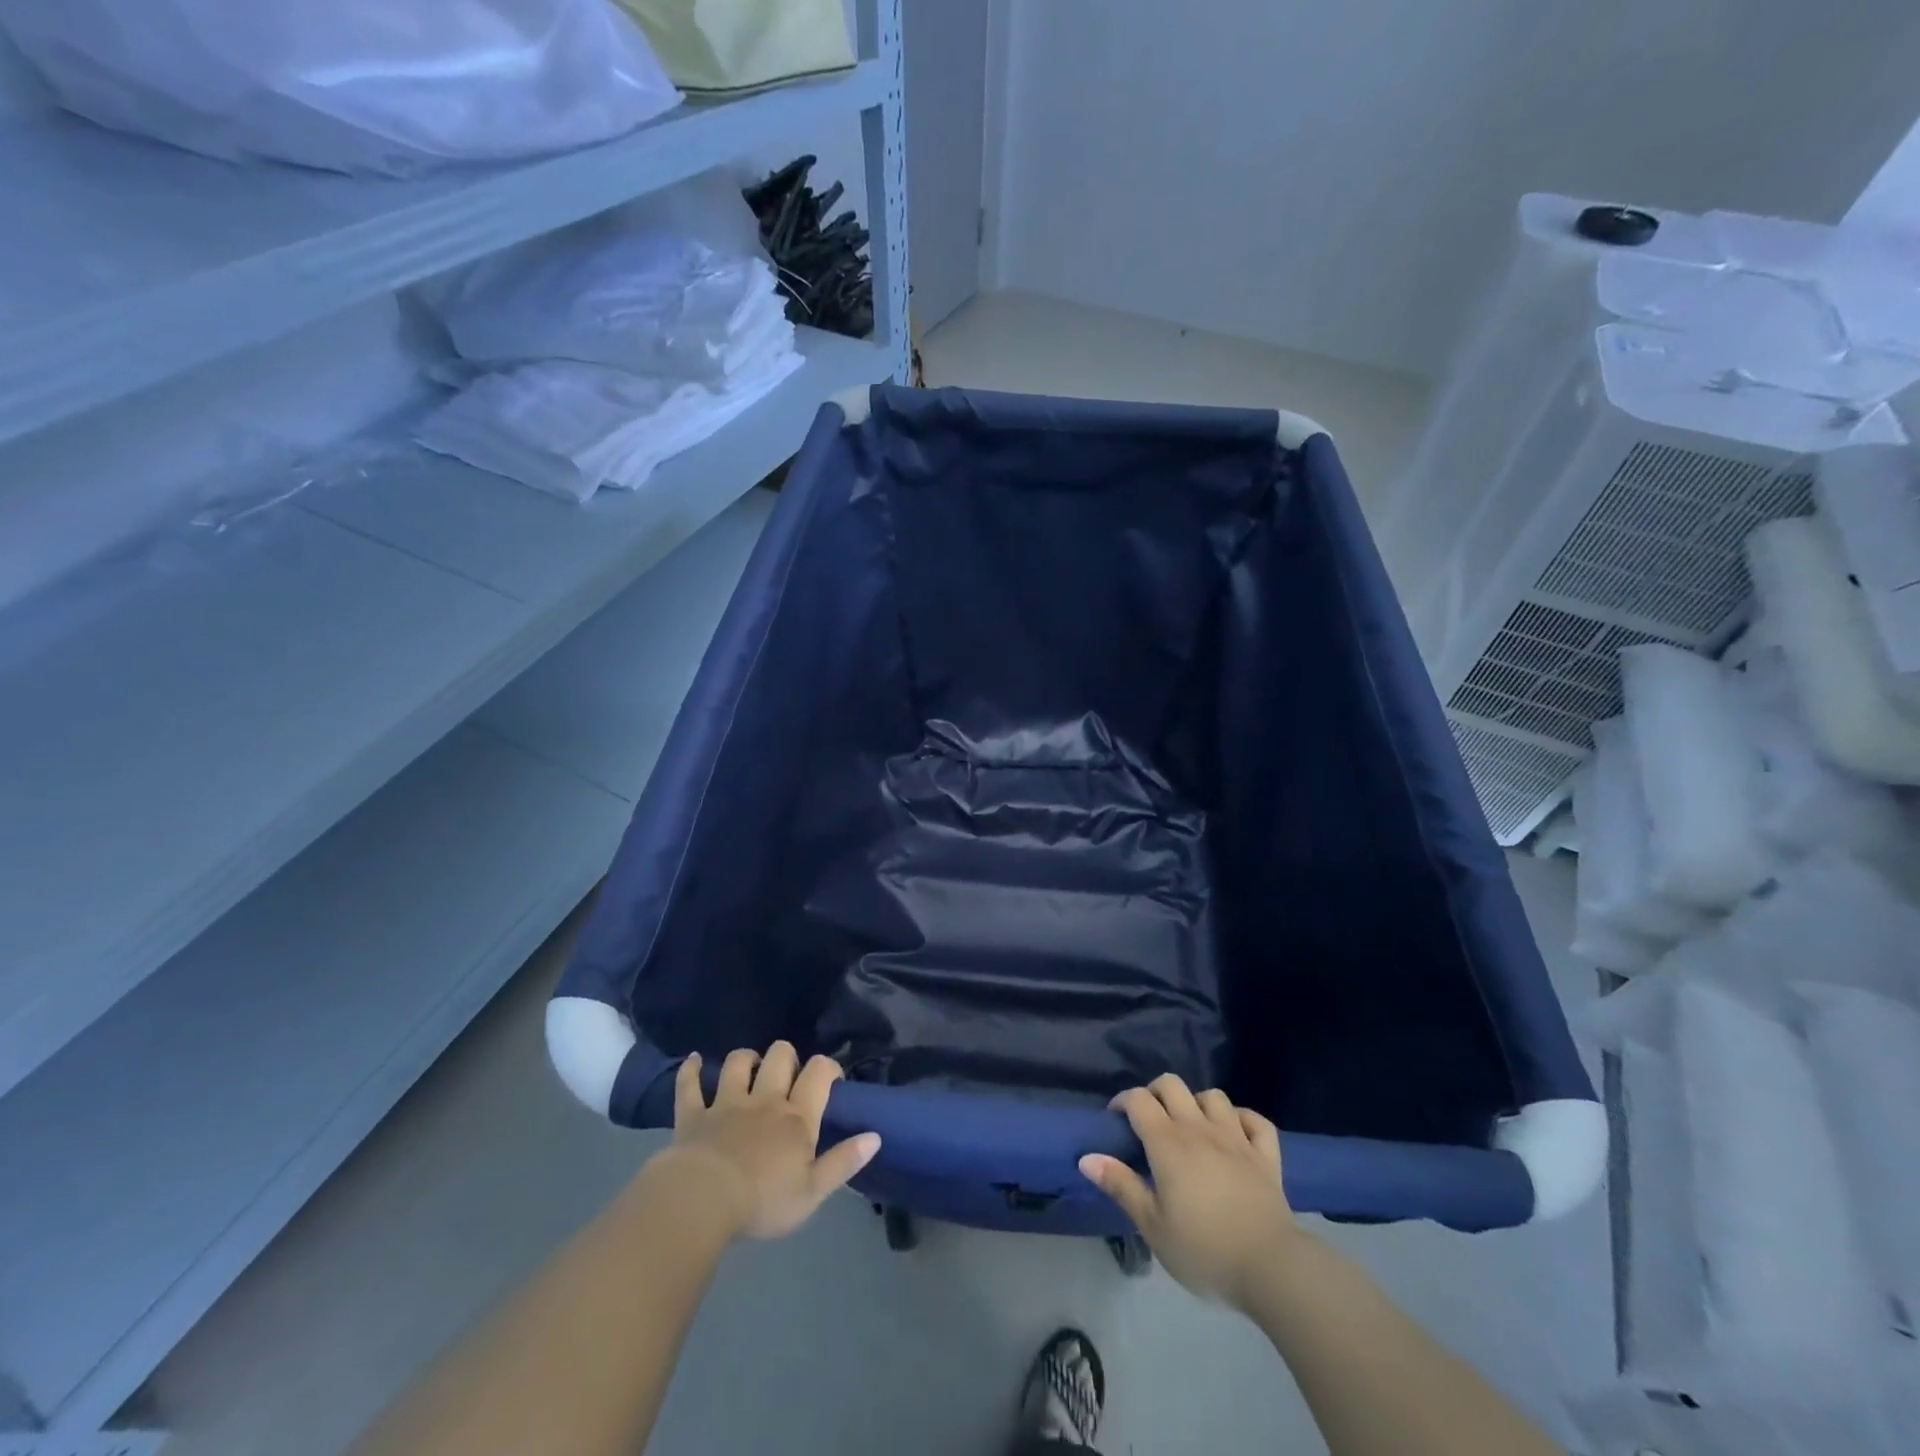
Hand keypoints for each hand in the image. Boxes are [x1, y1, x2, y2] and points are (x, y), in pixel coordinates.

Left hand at [654, 1042, 880, 1240]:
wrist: (701, 1202)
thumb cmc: (762, 1201)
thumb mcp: (813, 1192)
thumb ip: (844, 1162)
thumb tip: (875, 1135)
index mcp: (796, 1117)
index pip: (819, 1073)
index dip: (828, 1067)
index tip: (831, 1079)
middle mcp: (764, 1100)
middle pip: (779, 1057)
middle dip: (786, 1057)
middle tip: (787, 1076)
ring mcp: (726, 1103)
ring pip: (738, 1063)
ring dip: (745, 1059)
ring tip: (749, 1067)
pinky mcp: (693, 1115)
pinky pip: (690, 1085)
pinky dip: (691, 1070)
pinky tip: (694, 1060)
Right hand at [1079, 1074, 1300, 1307]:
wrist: (1271, 1268)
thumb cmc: (1203, 1249)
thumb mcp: (1152, 1225)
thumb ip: (1121, 1186)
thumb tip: (1086, 1157)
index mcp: (1168, 1143)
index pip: (1139, 1099)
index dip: (1123, 1101)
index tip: (1116, 1121)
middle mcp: (1199, 1128)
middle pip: (1172, 1085)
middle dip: (1155, 1093)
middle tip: (1149, 1120)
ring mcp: (1236, 1138)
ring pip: (1213, 1096)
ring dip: (1197, 1103)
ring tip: (1191, 1126)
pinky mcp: (1266, 1156)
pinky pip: (1255, 1120)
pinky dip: (1243, 1119)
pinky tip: (1235, 1133)